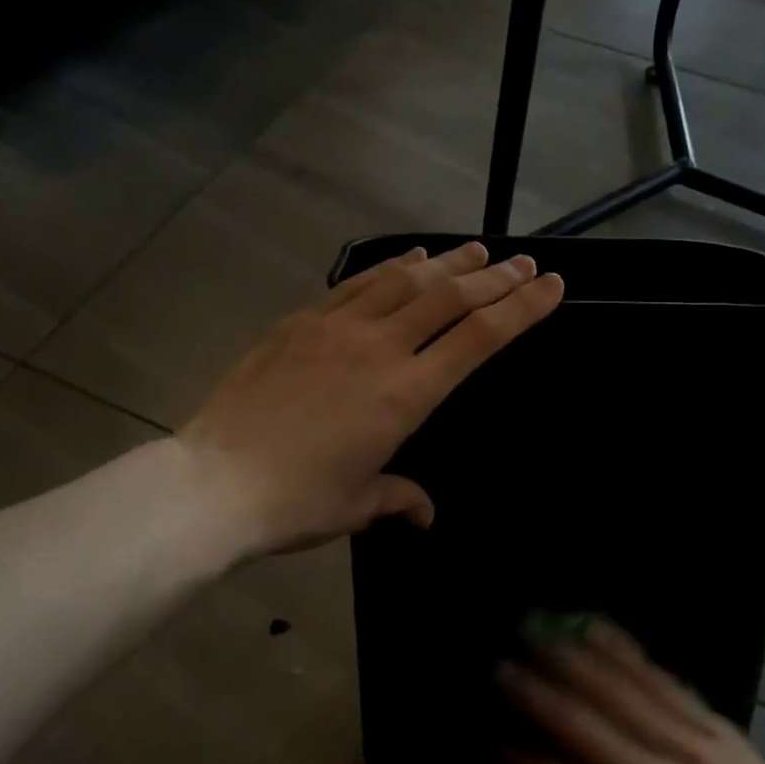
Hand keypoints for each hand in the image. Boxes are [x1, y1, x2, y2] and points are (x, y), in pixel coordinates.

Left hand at [177, 242, 563, 560]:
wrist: (214, 482)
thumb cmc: (295, 501)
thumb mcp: (357, 504)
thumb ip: (399, 498)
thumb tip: (425, 513)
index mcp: (405, 393)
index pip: (479, 338)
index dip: (521, 308)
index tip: (551, 285)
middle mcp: (379, 347)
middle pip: (450, 298)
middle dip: (495, 278)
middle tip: (525, 262)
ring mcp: (337, 327)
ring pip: (406, 280)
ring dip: (448, 262)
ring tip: (477, 251)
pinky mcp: (302, 320)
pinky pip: (359, 283)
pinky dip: (393, 266)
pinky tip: (411, 258)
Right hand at [500, 621, 764, 763]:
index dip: (517, 757)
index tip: (487, 732)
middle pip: (582, 726)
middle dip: (534, 691)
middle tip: (498, 662)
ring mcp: (692, 749)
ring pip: (618, 691)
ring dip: (571, 658)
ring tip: (536, 631)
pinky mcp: (718, 729)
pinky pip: (661, 681)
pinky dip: (623, 653)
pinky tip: (596, 629)